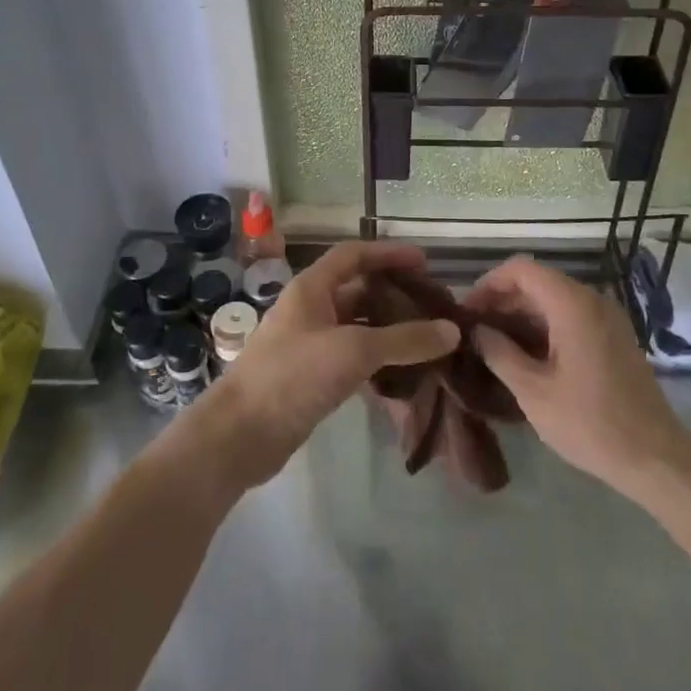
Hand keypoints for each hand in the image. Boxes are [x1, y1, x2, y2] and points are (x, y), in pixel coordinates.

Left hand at [190, 241, 458, 490]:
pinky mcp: (312, 377)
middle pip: (358, 291)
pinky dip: (378, 361)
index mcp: (312, 288)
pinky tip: (405, 374)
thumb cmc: (292, 376)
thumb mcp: (353, 351)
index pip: (354, 255)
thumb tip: (452, 331)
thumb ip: (404, 339)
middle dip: (395, 296)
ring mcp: (310, 344)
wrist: (239, 436)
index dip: (389, 254)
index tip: (425, 264)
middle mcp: (310, 309)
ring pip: (358, 327)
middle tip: (434, 308)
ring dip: (390, 331)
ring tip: (429, 340)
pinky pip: (352, 358)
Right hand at [466, 256, 689, 494]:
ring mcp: (607, 318)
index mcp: (572, 304)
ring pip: (554, 300)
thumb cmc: (590, 423)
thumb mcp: (533, 391)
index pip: (521, 269)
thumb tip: (478, 331)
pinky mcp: (614, 338)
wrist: (656, 459)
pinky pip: (571, 317)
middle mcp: (592, 300)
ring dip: (522, 316)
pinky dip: (544, 327)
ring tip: (494, 346)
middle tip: (475, 332)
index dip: (489, 284)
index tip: (468, 312)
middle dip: (503, 301)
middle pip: (538, 282)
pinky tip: (526, 357)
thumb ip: (499, 353)